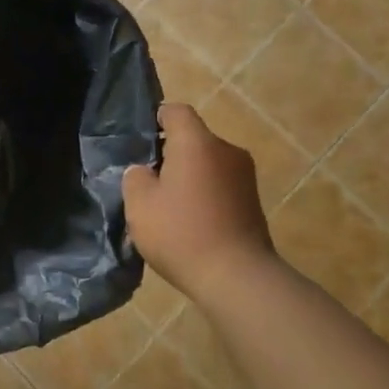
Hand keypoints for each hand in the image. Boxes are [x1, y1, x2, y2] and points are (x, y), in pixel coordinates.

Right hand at [122, 103, 275, 303]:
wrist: (236, 277)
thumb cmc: (181, 233)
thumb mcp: (140, 204)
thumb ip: (135, 177)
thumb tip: (145, 172)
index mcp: (197, 143)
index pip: (176, 112)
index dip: (156, 119)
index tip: (141, 139)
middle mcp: (226, 151)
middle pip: (193, 139)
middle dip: (170, 154)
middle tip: (147, 180)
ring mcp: (244, 176)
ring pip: (207, 164)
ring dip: (188, 176)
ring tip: (168, 205)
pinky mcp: (253, 201)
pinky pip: (220, 185)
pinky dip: (204, 194)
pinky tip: (189, 222)